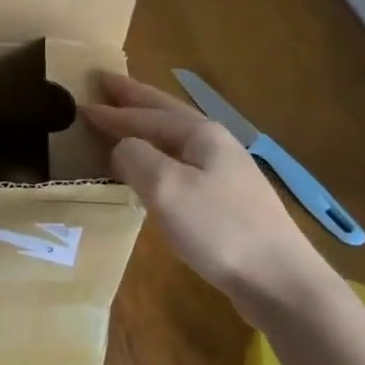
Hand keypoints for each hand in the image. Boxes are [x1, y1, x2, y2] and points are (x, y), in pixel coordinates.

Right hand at [83, 73, 332, 317]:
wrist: (281, 281)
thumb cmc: (219, 229)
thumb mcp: (166, 188)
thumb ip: (136, 157)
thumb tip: (122, 147)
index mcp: (200, 133)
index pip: (147, 114)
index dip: (114, 111)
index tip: (83, 103)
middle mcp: (215, 143)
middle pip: (167, 112)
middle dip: (135, 98)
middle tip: (107, 82)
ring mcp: (227, 172)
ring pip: (177, 137)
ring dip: (148, 125)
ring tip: (125, 120)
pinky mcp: (230, 201)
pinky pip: (184, 164)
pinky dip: (161, 155)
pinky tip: (155, 170)